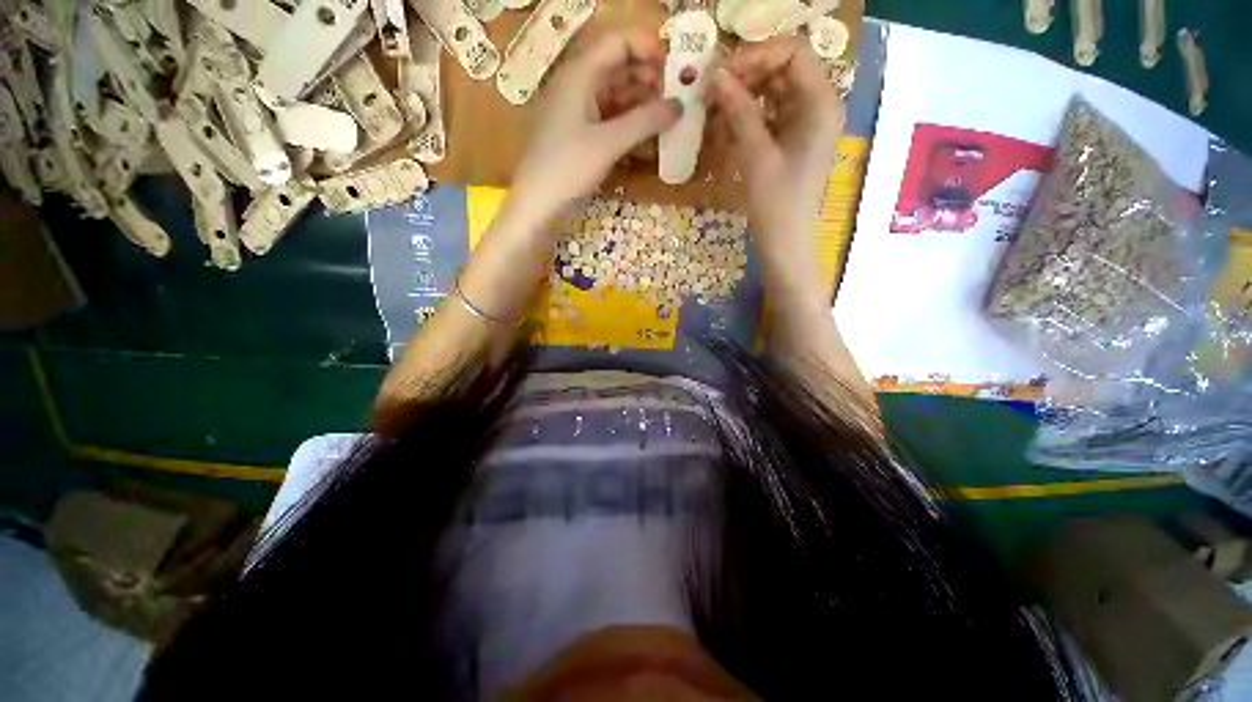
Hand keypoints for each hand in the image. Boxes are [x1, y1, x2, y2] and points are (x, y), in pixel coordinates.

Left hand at [508, 31, 682, 225]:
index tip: (675, 69)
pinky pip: (608, 118)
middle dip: (649, 79)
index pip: (618, 42)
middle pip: (618, 67)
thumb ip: (645, 121)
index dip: (648, 49)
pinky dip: (628, 123)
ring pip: (615, 94)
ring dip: (641, 103)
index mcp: (580, 75)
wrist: (537, 203)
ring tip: (666, 119)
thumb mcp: (609, 143)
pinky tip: (646, 137)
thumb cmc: (568, 168)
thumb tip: (679, 105)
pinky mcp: (579, 134)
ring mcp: (577, 110)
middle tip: (675, 98)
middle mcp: (578, 85)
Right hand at [707, 38, 844, 252]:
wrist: (785, 242)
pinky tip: (725, 124)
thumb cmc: (776, 203)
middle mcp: (818, 106)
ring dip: (743, 95)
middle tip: (712, 90)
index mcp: (821, 104)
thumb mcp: (757, 155)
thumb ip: (739, 111)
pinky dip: (747, 116)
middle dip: (746, 75)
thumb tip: (716, 76)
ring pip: (773, 92)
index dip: (757, 56)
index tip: (723, 74)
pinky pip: (769, 115)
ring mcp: (805, 124)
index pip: (793, 53)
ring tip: (713, 107)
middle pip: (783, 69)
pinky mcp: (791, 141)